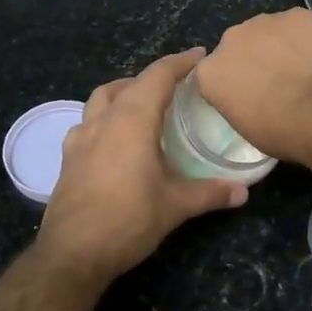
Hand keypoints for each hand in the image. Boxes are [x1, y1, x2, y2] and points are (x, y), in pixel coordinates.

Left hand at [35, 48, 247, 285]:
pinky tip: (115, 139)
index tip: (200, 55)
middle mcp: (103, 120)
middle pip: (128, 84)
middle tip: (177, 86)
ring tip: (144, 105)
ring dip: (123, 93)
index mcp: (131, 120)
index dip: (180, 62)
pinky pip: (87, 123)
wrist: (72, 254)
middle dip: (153, 77)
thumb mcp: (175, 206)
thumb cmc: (128, 221)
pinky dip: (104, 118)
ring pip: (101, 99)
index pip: (158, 76)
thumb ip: (210, 193)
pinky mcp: (68, 158)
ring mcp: (80, 138)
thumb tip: (243, 191)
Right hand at [195, 9, 311, 163]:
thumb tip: (249, 96)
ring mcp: (266, 22)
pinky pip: (299, 26)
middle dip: (254, 58)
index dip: (232, 80)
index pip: (213, 72)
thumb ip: (237, 102)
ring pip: (269, 31)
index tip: (247, 92)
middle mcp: (231, 39)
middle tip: (278, 80)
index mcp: (212, 72)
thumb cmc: (284, 131)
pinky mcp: (298, 14)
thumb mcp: (247, 129)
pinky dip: (308, 37)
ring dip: (281, 45)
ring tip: (304, 67)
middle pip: (239, 45)